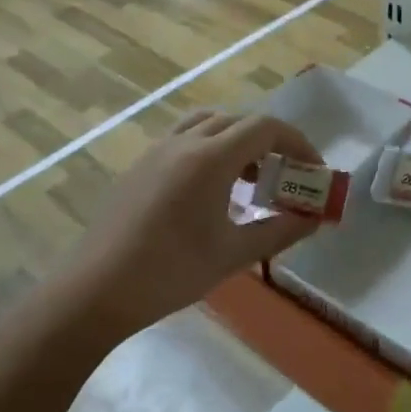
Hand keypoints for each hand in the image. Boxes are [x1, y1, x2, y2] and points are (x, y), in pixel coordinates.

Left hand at [57, 109, 325, 335]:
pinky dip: (210, 149)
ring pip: (208, 124)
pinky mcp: (140, 166)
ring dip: (237, 141)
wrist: (96, 290)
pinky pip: (185, 140)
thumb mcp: (233, 254)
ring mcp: (157, 151)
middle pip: (239, 121)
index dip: (297, 143)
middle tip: (286, 177)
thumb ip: (280, 231)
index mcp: (210, 157)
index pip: (266, 128)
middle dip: (270, 143)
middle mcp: (184, 142)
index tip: (313, 171)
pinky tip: (210, 191)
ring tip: (249, 179)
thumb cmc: (171, 272)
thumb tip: (314, 219)